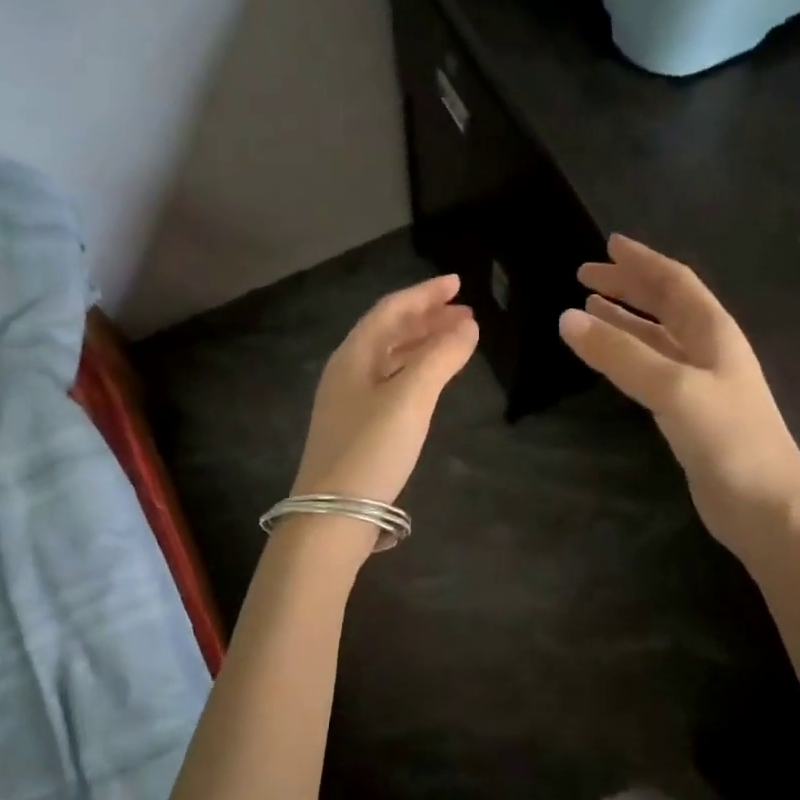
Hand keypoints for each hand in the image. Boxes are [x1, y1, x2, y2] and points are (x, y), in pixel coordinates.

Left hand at [291, 273, 478, 508]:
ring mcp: (348, 401)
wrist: (332, 515)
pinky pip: (389, 382)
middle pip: (388, 331)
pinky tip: (430, 382)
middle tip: (465, 315)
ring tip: (456, 342)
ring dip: (421, 344)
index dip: (425, 294)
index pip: (391, 310)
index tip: (458, 284)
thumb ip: (440, 358)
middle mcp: (346, 371)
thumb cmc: (371, 450)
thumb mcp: (410, 399)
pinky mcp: (355, 427)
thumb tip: (467, 326)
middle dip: (427, 318)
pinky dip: (414, 371)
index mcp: (353, 356)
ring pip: (389, 358)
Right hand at [558, 235, 799, 556]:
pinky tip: (609, 359)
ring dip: (624, 320)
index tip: (608, 244)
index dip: (641, 261)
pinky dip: (626, 356)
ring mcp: (700, 383)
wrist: (766, 506)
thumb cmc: (729, 440)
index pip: (674, 282)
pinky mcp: (688, 413)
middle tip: (585, 276)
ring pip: (656, 338)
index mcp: (714, 332)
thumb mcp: (673, 388)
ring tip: (588, 309)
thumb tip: (567, 318)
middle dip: (627, 287)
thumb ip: (620, 354)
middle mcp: (709, 350)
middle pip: (665, 305)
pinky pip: (651, 369)